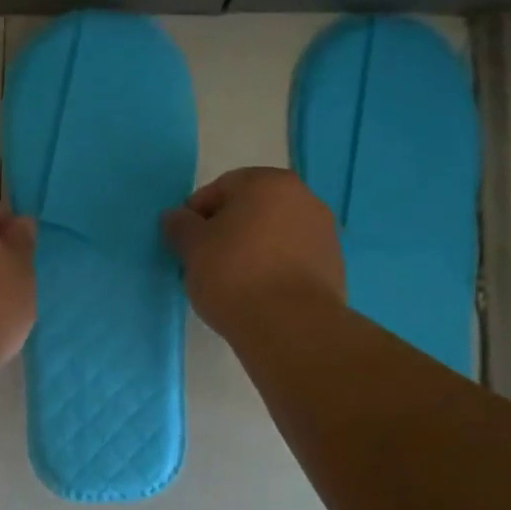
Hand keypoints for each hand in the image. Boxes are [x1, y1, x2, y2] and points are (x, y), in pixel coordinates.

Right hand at [162, 168, 343, 341]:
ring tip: (232, 282)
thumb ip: (180, 225)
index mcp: (269, 182)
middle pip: (251, 209)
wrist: (291, 327)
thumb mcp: (192, 247)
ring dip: (252, 249)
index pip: (221, 188)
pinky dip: (273, 268)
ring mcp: (324, 232)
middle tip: (206, 261)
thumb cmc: (235, 275)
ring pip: (273, 234)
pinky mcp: (333, 266)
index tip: (186, 243)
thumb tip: (176, 217)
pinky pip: (292, 259)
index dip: (196, 214)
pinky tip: (258, 294)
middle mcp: (304, 198)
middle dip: (227, 230)